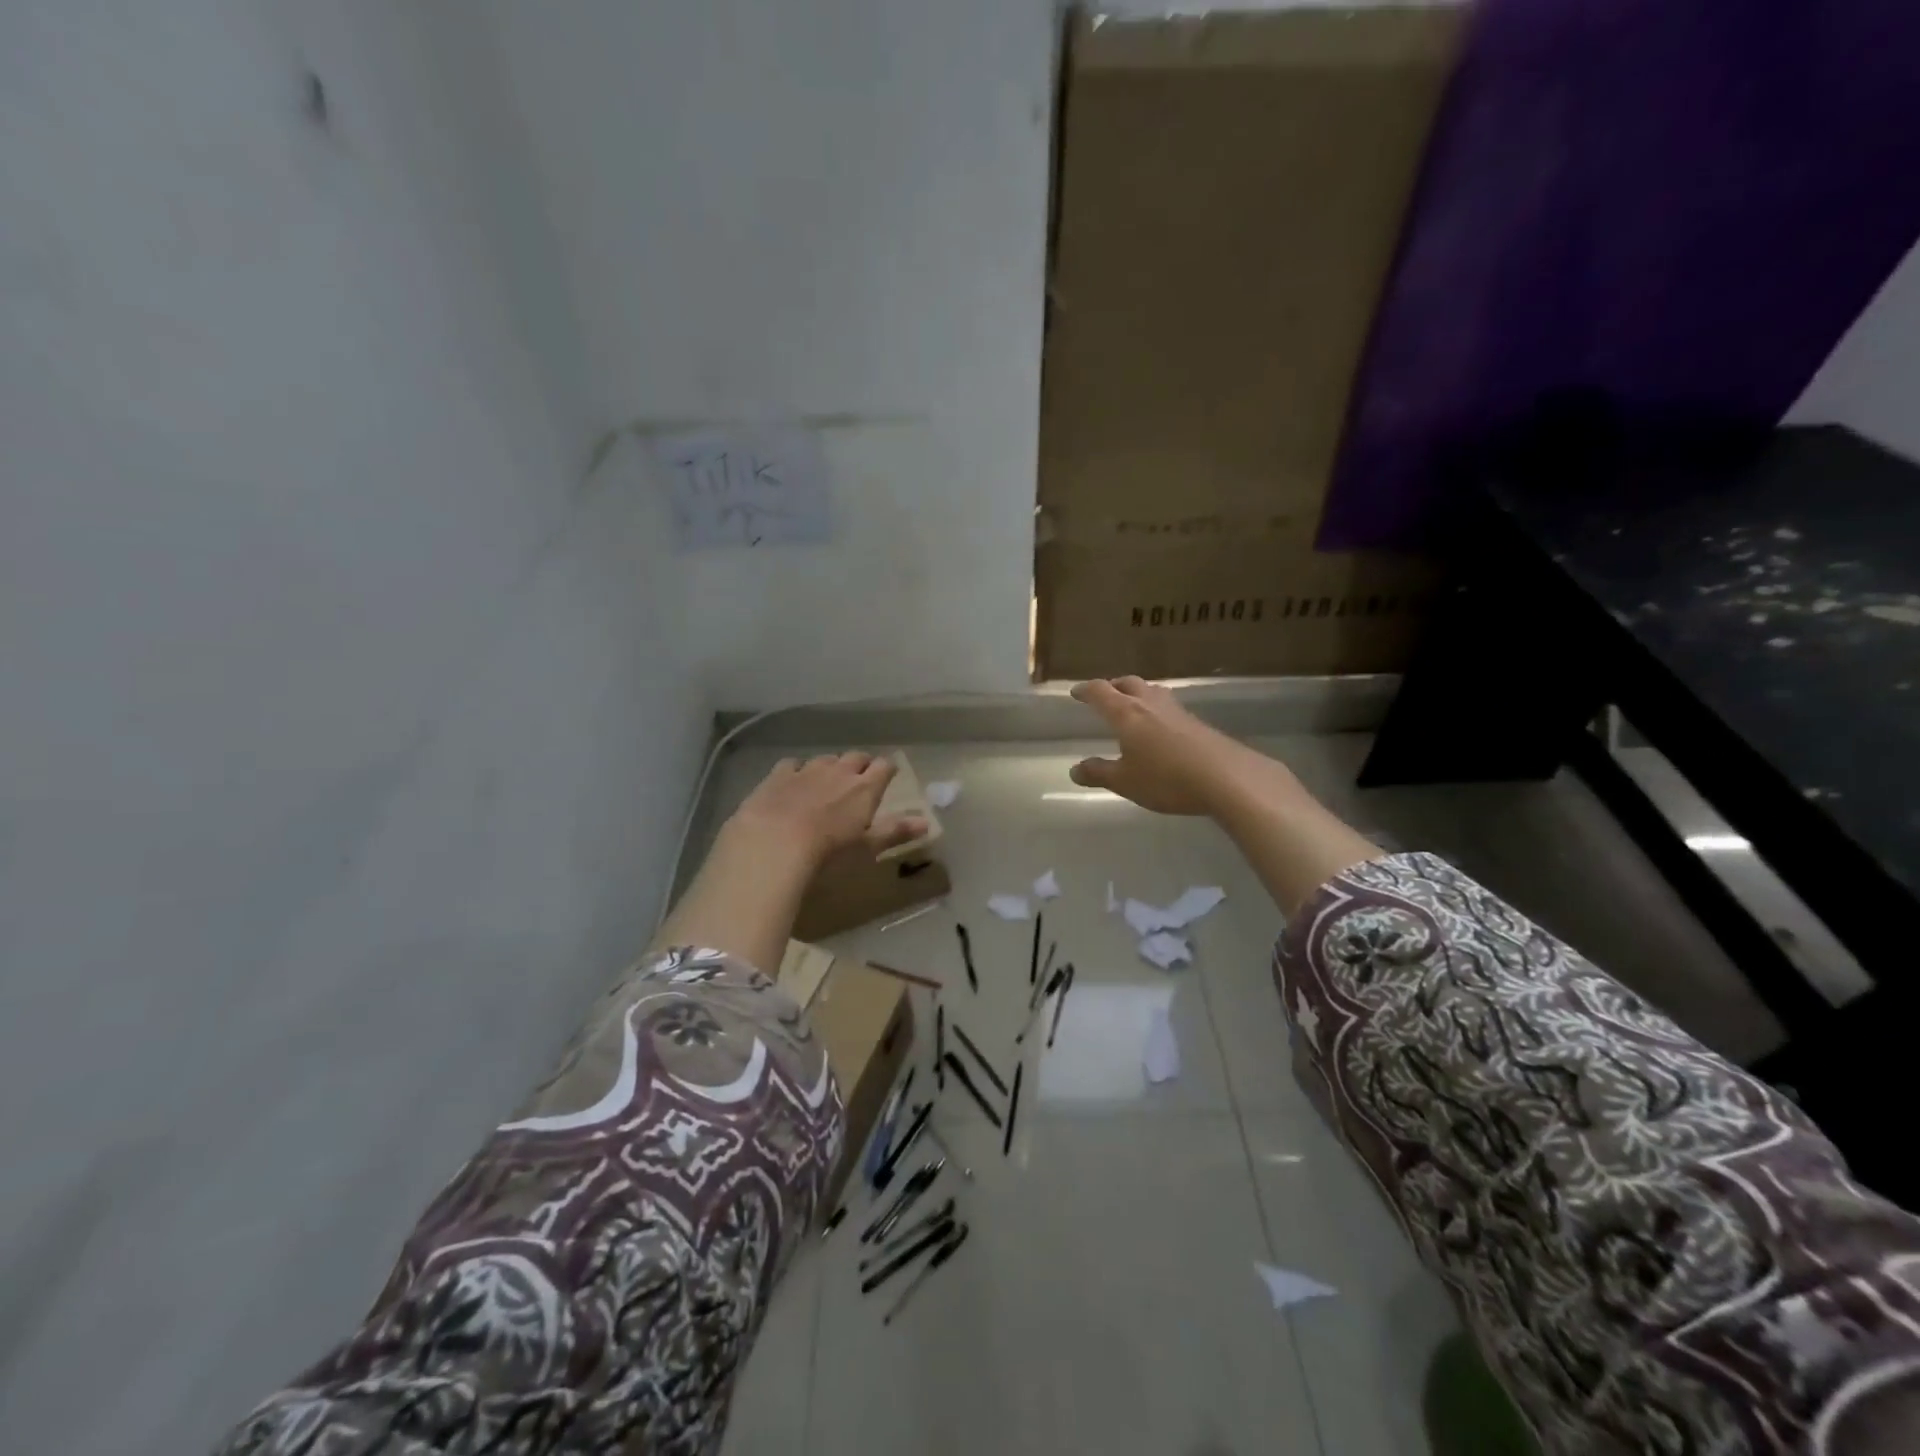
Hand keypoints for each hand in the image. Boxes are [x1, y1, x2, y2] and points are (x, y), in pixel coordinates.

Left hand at [727, 753, 926, 868]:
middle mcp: (839, 771)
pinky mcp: (778, 775)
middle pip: (856, 757)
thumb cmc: (829, 853)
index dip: (887, 769)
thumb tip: (927, 823)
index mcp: (865, 788)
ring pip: (825, 759)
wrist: (773, 844)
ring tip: (827, 781)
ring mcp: (807, 770)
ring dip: (830, 766)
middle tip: (860, 778)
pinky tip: (793, 782)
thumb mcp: (867, 847)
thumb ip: (896, 831)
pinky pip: (793, 764)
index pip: (884, 767)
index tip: (888, 775)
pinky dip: (797, 770)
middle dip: (860, 764)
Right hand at [1069, 677, 1275, 815]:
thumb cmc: (1166, 778)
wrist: (1227, 778)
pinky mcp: (1198, 723)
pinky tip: (1161, 728)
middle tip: (1105, 694)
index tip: (1076, 692)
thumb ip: (1099, 773)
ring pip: (1152, 692)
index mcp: (1127, 713)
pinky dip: (1157, 710)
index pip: (1101, 692)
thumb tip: (1075, 769)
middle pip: (1129, 683)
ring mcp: (1177, 711)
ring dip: (1138, 694)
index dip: (1086, 690)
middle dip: (1113, 686)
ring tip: (1133, 707)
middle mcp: (1151, 704)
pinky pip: (1170, 708)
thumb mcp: (1125, 782)